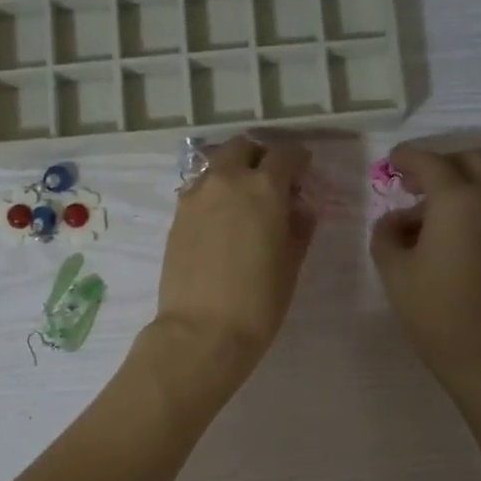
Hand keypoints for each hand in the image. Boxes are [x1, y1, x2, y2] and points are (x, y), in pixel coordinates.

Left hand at [145, 135, 313, 401]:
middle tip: (271, 180)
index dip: (298, 159)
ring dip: (233, 171)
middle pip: (243, 148)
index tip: (304, 171)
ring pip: (216, 164)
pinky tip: (220, 218)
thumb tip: (300, 207)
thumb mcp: (291, 264)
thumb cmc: (258, 302)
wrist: (202, 332)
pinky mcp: (177, 216)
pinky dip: (213, 191)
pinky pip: (199, 189)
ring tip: (243, 199)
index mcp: (264, 188)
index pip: (285, 155)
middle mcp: (227, 181)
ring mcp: (196, 196)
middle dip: (260, 156)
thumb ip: (299, 227)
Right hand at [370, 143, 480, 391]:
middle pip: (470, 161)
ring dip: (456, 187)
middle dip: (440, 164)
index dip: (408, 157)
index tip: (391, 161)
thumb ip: (386, 234)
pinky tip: (446, 236)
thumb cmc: (432, 308)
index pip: (431, 163)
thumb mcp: (393, 269)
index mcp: (457, 202)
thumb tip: (393, 221)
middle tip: (412, 184)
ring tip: (423, 218)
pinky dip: (470, 206)